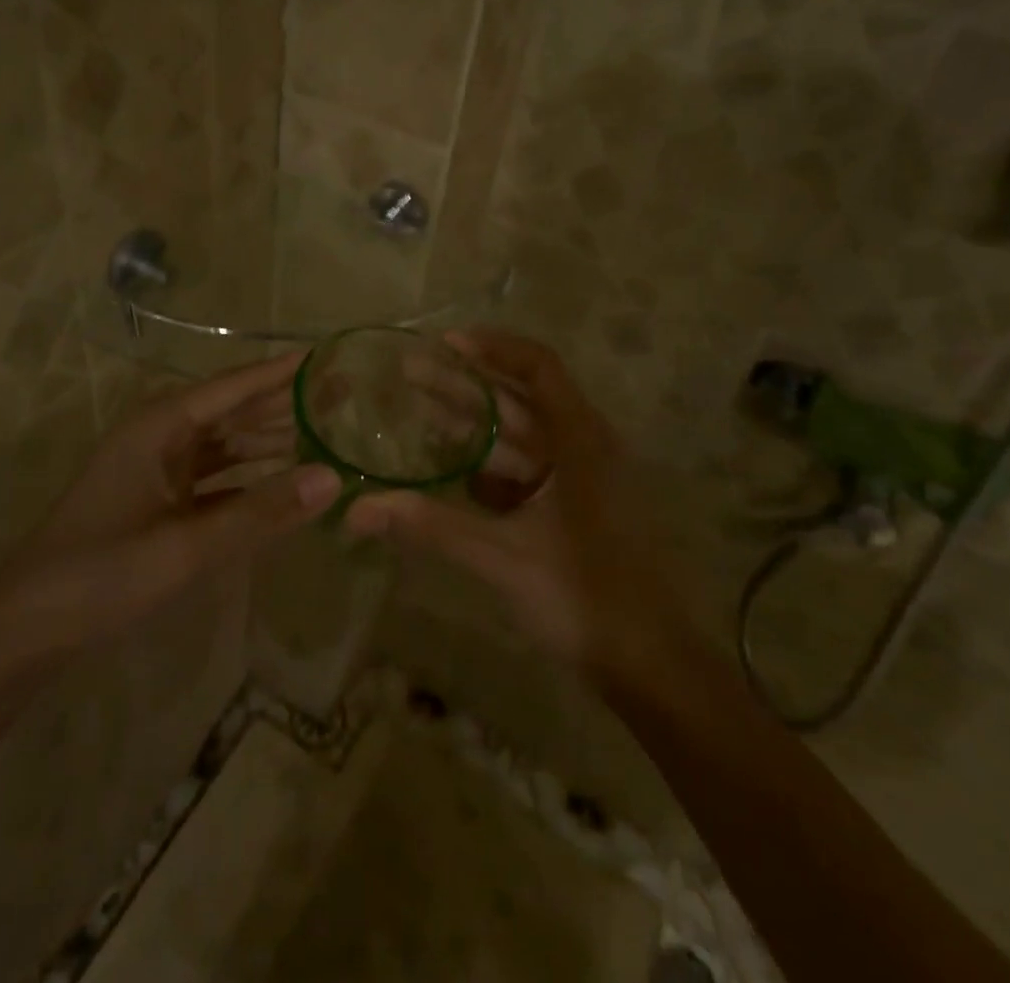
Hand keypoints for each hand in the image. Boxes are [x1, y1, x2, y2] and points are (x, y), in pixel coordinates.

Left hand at [0, 352, 337, 666]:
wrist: (25, 629)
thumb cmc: (101, 575)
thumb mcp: (187, 546)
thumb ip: (261, 512)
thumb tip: (333, 477)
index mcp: (161, 426)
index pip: (235, 386)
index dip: (282, 372)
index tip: (329, 356)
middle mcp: (161, 436)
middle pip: (234, 410)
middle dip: (286, 403)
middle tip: (343, 394)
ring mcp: (159, 469)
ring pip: (227, 443)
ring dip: (271, 439)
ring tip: (325, 431)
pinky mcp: (159, 500)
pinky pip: (216, 477)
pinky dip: (250, 478)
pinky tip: (284, 483)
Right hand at [345, 330, 702, 686]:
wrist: (652, 667)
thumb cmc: (584, 598)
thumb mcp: (502, 557)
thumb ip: (430, 526)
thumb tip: (358, 510)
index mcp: (581, 441)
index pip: (538, 367)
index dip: (492, 348)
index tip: (444, 343)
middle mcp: (585, 447)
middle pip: (521, 399)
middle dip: (466, 385)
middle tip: (410, 372)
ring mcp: (583, 479)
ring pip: (522, 436)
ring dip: (475, 425)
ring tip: (420, 413)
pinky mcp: (577, 508)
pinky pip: (528, 471)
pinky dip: (491, 465)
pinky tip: (452, 469)